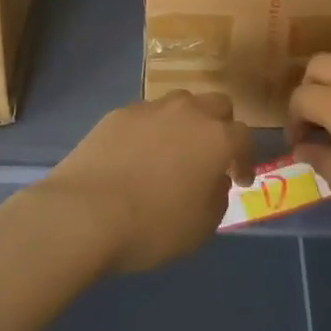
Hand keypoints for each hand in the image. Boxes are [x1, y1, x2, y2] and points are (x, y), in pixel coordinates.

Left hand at [42, 91, 255, 275]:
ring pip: (180, 103)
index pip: (244, 137)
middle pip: (216, 104)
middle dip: (221, 126)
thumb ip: (217, 197)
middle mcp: (188, 112)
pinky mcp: (118, 113)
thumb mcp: (200, 227)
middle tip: (212, 154)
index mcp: (215, 138)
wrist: (84, 212)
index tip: (241, 179)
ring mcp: (151, 108)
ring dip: (185, 123)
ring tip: (174, 150)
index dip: (246, 159)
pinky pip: (146, 116)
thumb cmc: (152, 226)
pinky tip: (138, 155)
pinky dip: (151, 131)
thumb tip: (214, 179)